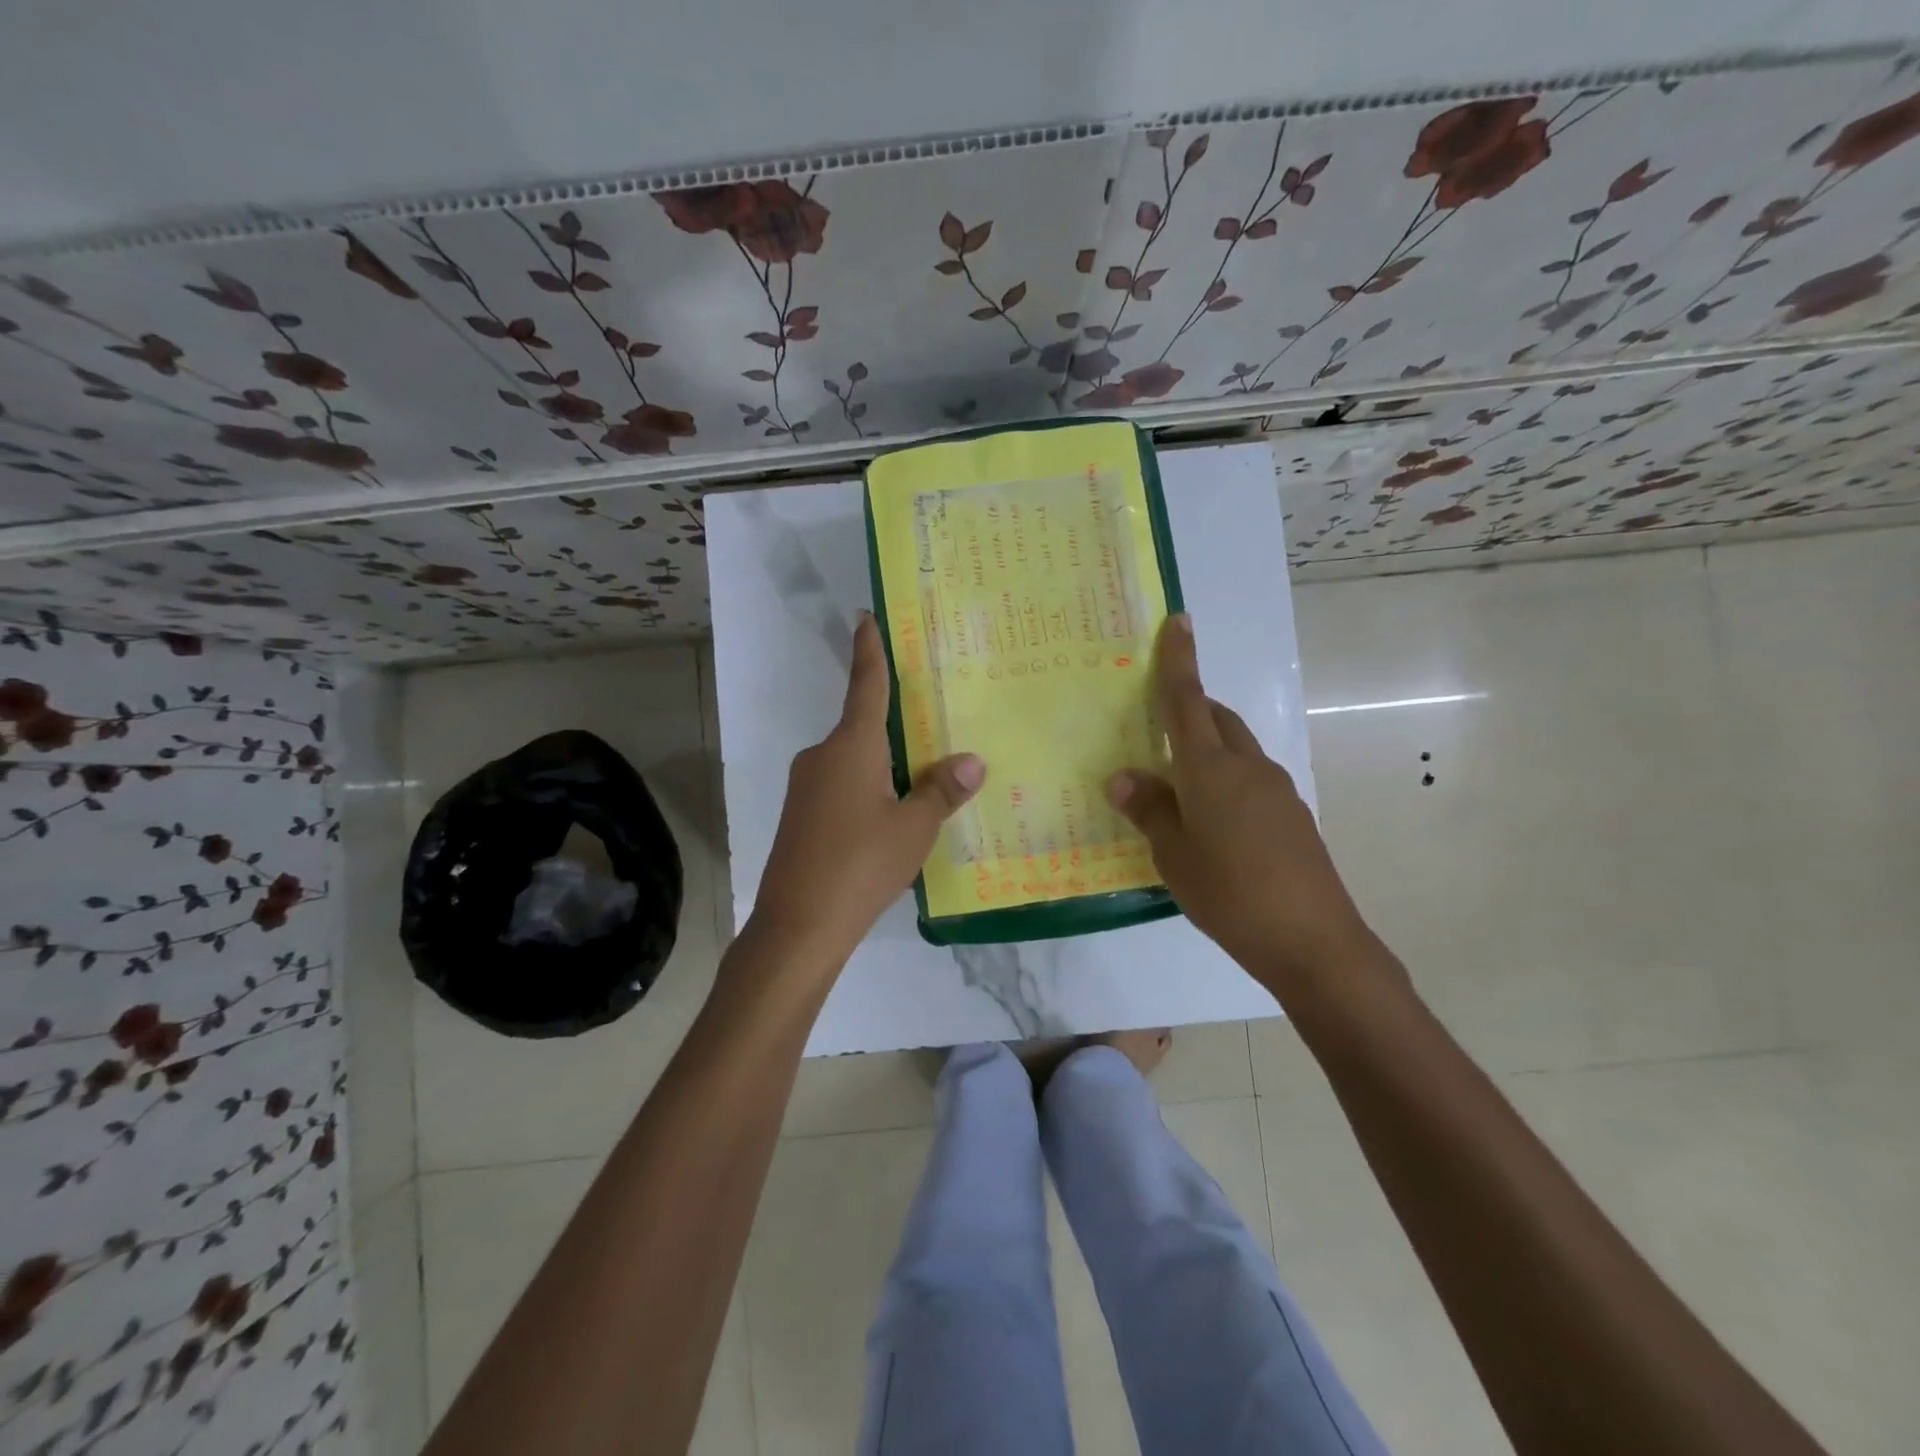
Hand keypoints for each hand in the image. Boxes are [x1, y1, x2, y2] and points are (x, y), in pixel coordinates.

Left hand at [749, 613, 984, 973]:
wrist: (798, 925)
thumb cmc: (861, 865)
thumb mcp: (914, 828)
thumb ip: (942, 790)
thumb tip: (973, 762)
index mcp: (851, 746)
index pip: (866, 685)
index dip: (869, 650)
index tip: (865, 617)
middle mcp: (822, 755)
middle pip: (863, 725)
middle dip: (895, 723)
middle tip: (932, 720)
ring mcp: (805, 786)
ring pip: (853, 760)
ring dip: (884, 762)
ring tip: (922, 777)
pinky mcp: (799, 815)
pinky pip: (841, 786)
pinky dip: (867, 788)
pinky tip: (889, 816)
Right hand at [1107, 615, 1388, 1001]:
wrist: (1313, 941)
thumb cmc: (1230, 893)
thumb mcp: (1174, 855)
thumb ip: (1149, 810)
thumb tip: (1124, 778)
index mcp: (1210, 769)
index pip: (1187, 701)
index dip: (1179, 661)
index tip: (1179, 621)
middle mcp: (1247, 767)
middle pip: (1217, 720)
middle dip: (1190, 709)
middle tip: (1156, 724)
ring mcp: (1276, 790)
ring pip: (1235, 750)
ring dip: (1207, 749)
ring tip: (1176, 785)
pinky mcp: (1292, 816)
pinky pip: (1250, 780)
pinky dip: (1225, 780)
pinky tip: (1211, 821)